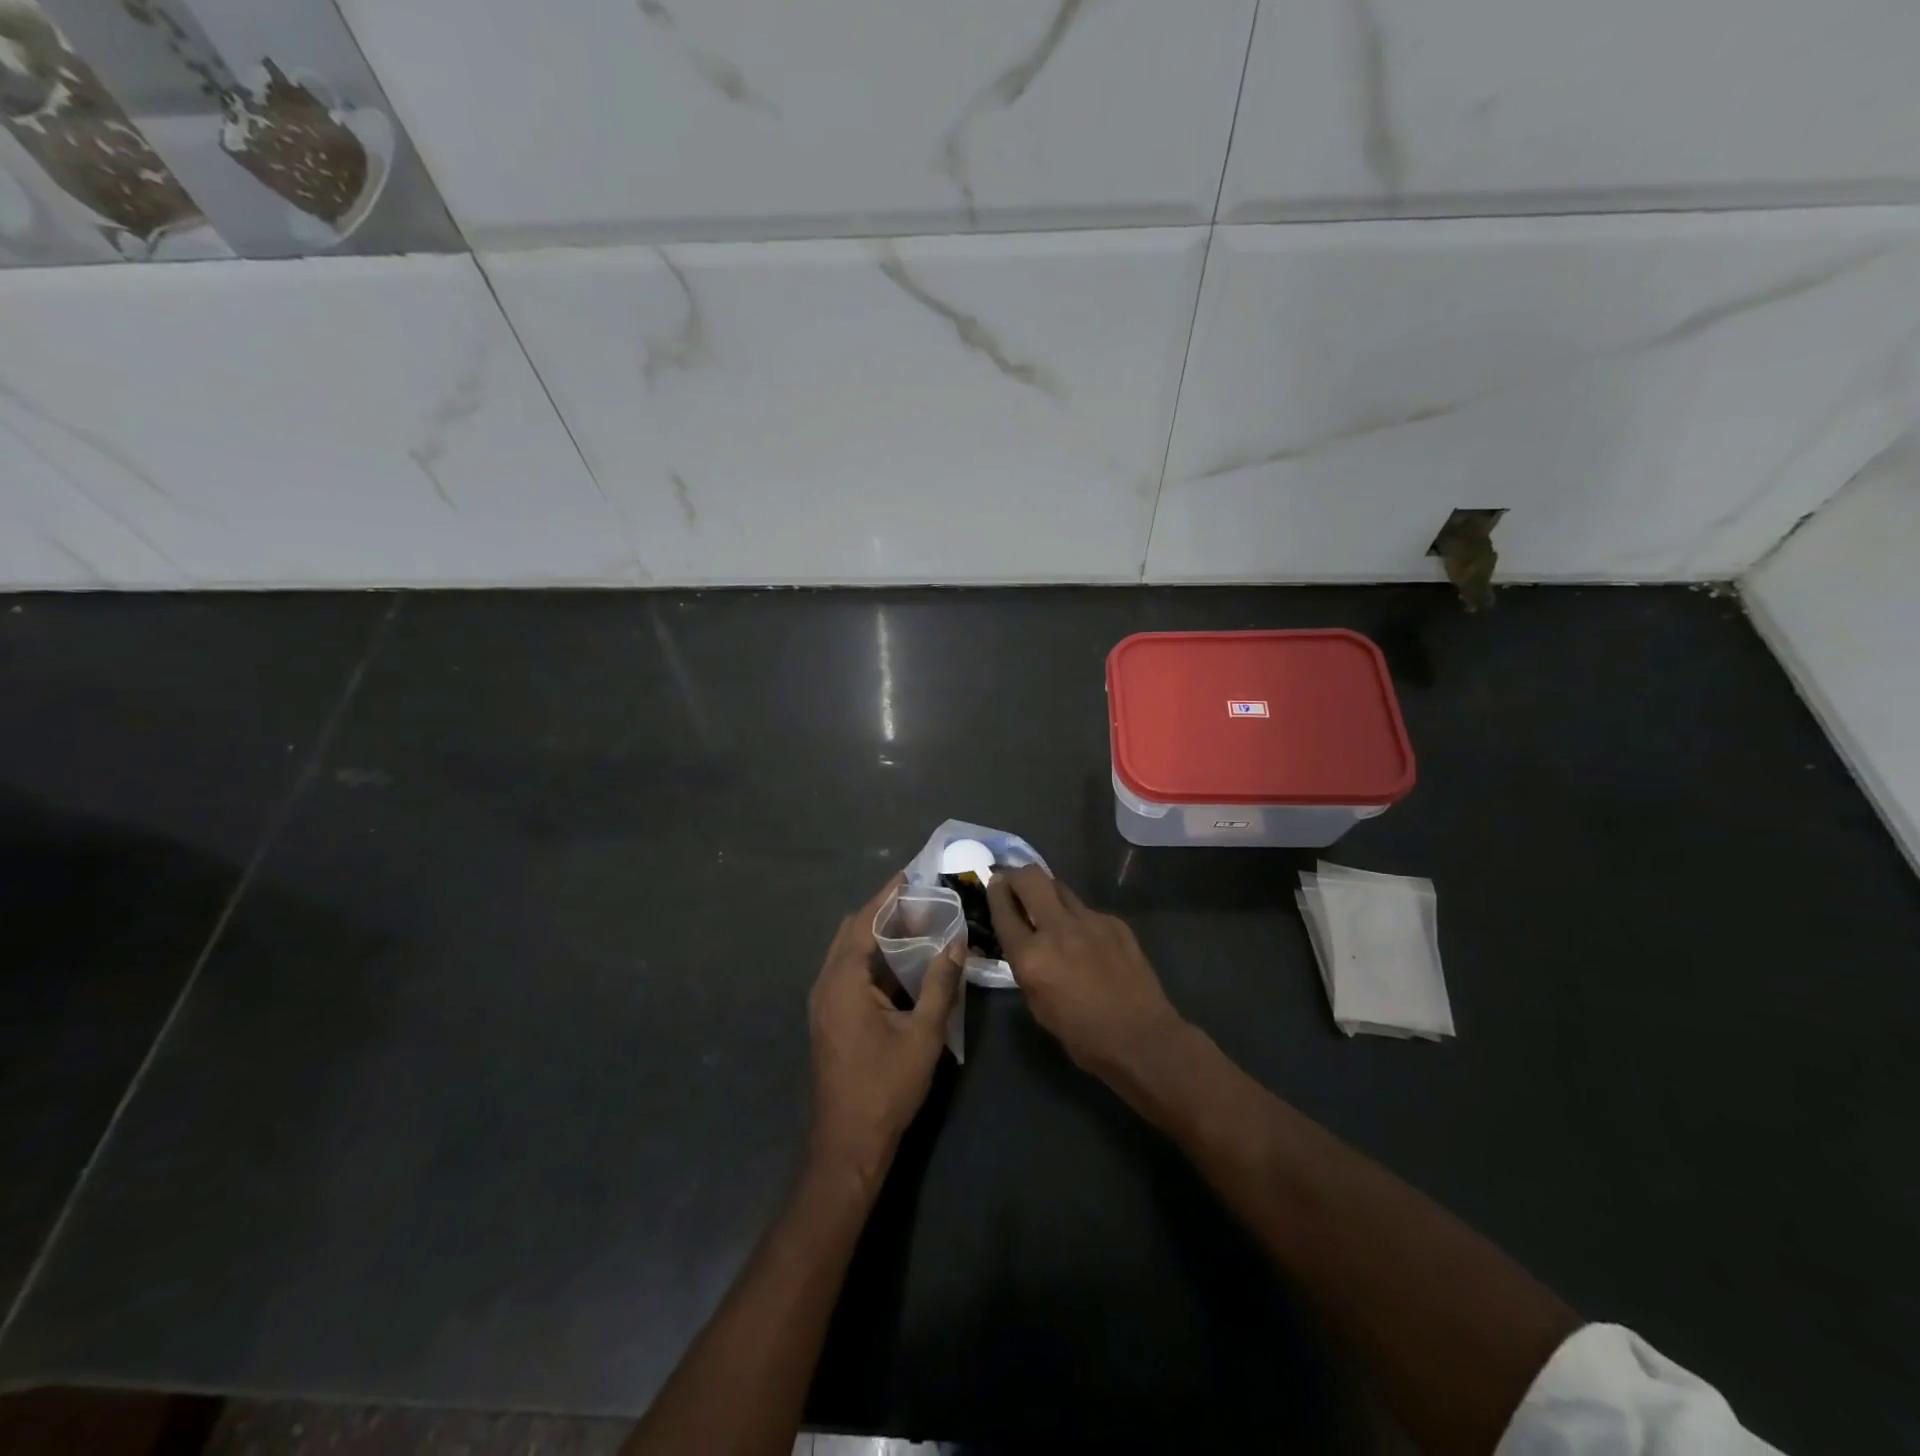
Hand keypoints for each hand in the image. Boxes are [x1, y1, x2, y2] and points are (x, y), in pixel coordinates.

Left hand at [808, 875, 963, 1193]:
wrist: (849, 1143)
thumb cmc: (886, 1086)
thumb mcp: (922, 1033)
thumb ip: (939, 984)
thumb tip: (956, 943)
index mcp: (843, 981)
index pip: (863, 922)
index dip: (887, 897)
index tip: (910, 875)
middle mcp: (826, 984)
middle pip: (852, 933)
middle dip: (883, 913)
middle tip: (920, 902)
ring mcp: (824, 1003)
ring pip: (849, 954)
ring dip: (877, 936)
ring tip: (916, 926)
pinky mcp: (830, 1019)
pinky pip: (849, 973)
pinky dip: (873, 959)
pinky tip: (901, 964)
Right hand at [987, 866, 1186, 1095]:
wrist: (1141, 1037)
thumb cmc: (1082, 1035)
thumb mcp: (1037, 1005)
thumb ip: (1026, 966)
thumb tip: (1023, 942)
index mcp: (1031, 957)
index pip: (1003, 910)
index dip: (995, 892)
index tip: (994, 884)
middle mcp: (1057, 929)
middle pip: (1031, 878)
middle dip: (1018, 875)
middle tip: (1015, 883)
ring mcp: (1089, 921)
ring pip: (1060, 888)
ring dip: (1049, 894)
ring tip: (1050, 910)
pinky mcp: (1114, 922)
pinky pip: (1087, 911)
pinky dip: (1079, 919)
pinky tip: (1087, 941)